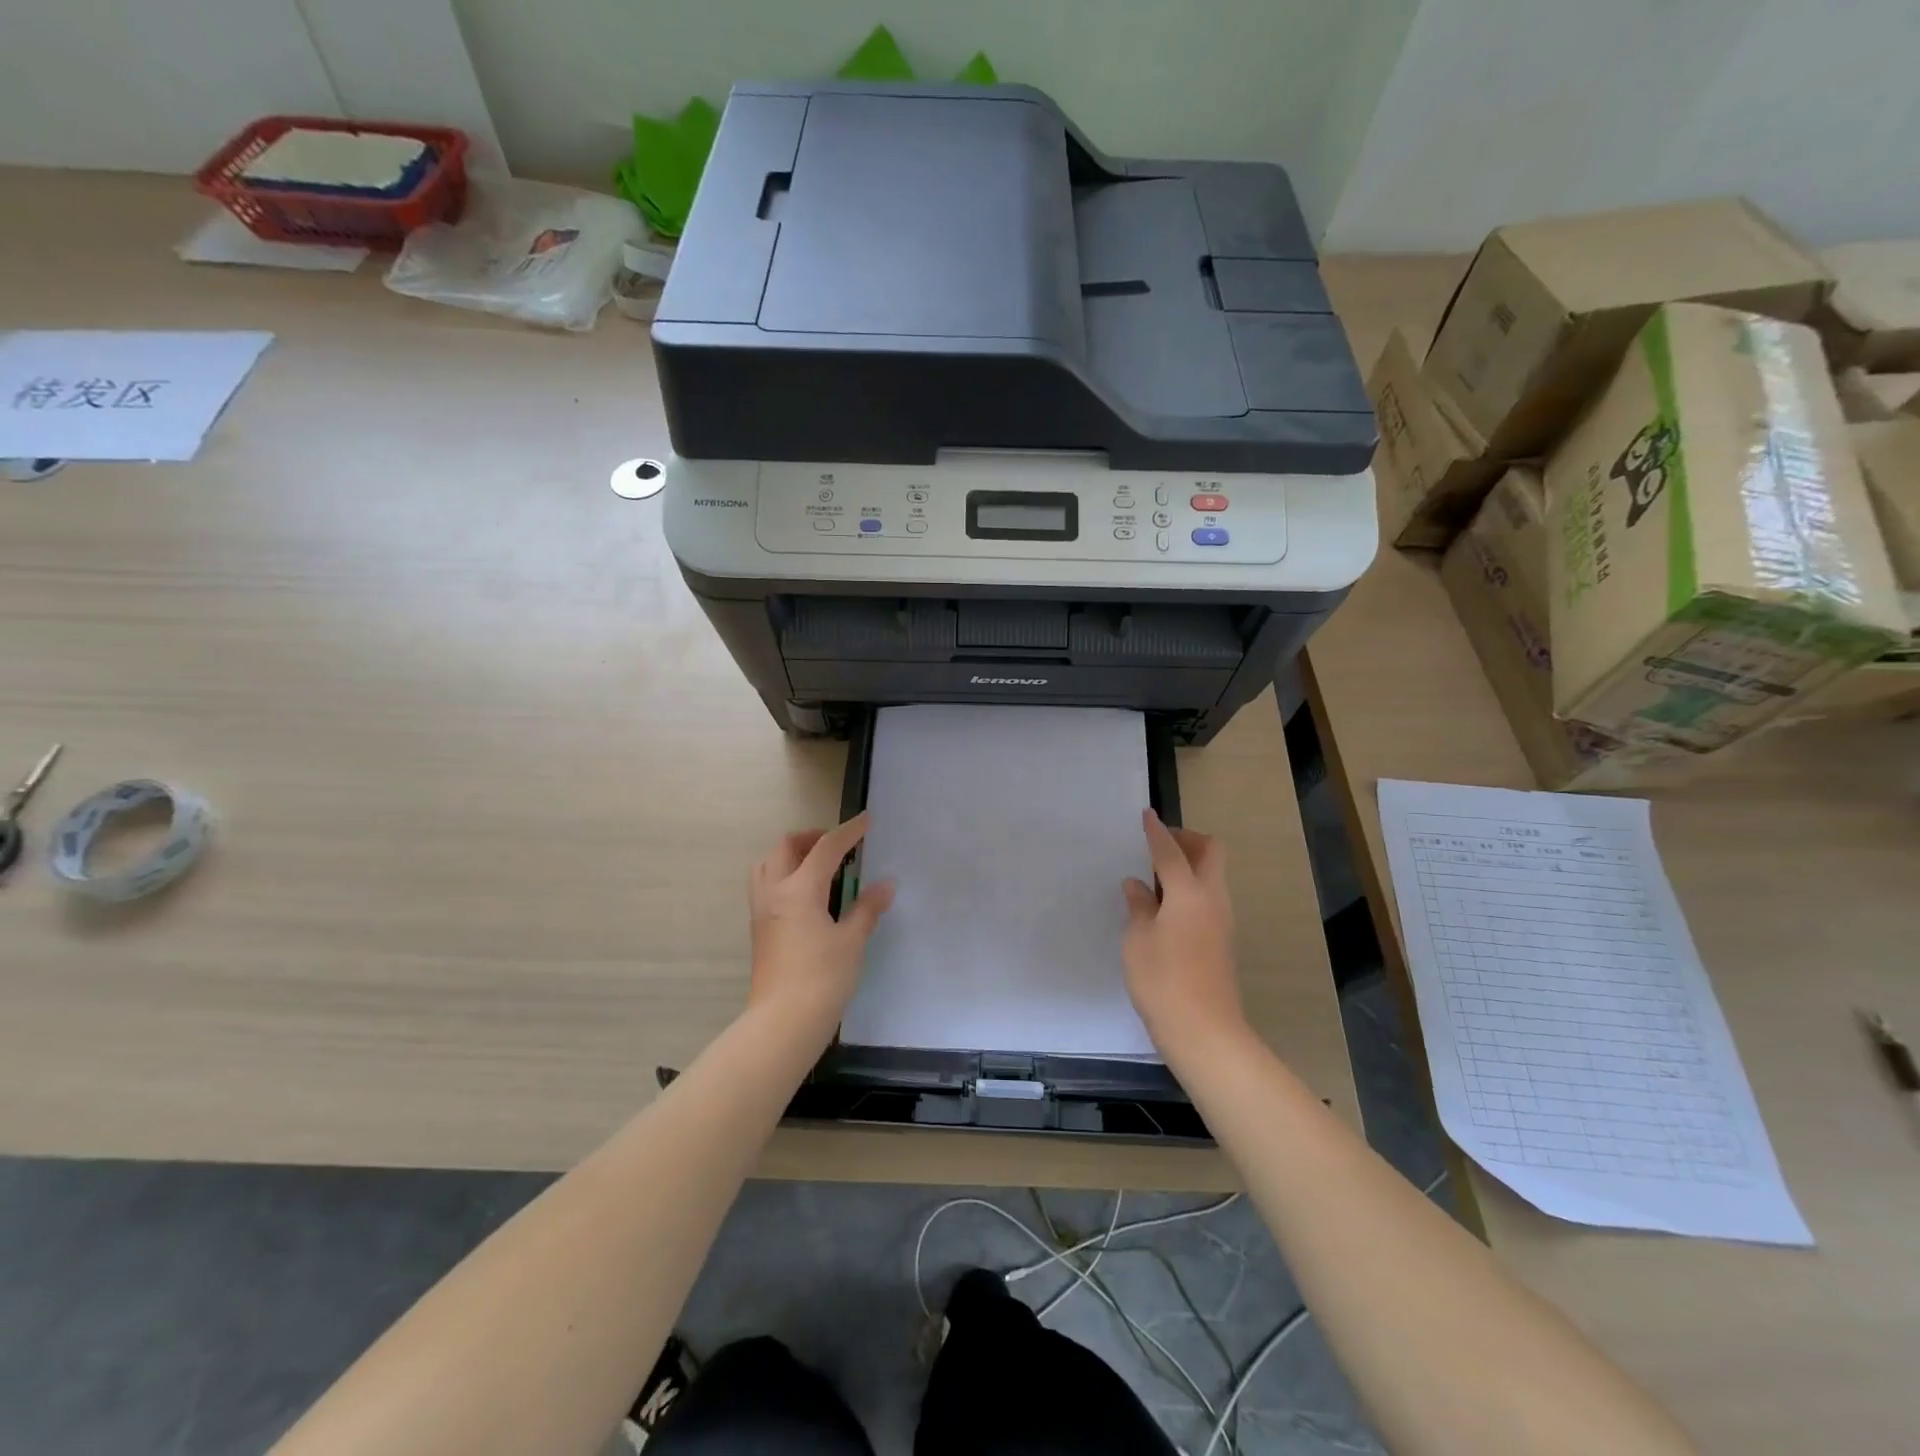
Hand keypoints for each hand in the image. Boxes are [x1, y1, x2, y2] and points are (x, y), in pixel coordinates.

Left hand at [747, 813, 895, 1032]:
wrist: (783, 1023)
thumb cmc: (822, 978)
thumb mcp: (851, 941)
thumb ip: (867, 908)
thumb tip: (885, 885)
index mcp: (799, 890)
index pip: (825, 848)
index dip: (848, 832)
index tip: (866, 820)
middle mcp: (774, 893)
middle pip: (785, 847)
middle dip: (811, 838)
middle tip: (837, 846)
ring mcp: (762, 911)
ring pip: (767, 865)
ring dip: (790, 855)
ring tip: (818, 866)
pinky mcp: (759, 930)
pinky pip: (766, 886)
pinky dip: (784, 875)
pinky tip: (807, 895)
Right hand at [1121, 810, 1244, 1058]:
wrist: (1205, 1032)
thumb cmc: (1163, 981)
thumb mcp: (1137, 941)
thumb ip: (1138, 907)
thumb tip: (1137, 885)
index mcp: (1188, 892)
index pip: (1170, 851)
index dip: (1156, 832)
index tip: (1146, 815)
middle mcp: (1212, 899)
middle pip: (1210, 852)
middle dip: (1186, 840)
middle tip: (1157, 846)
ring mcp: (1222, 920)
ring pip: (1212, 875)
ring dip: (1189, 865)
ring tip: (1154, 878)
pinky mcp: (1221, 940)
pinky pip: (1208, 897)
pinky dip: (1189, 888)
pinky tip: (1164, 907)